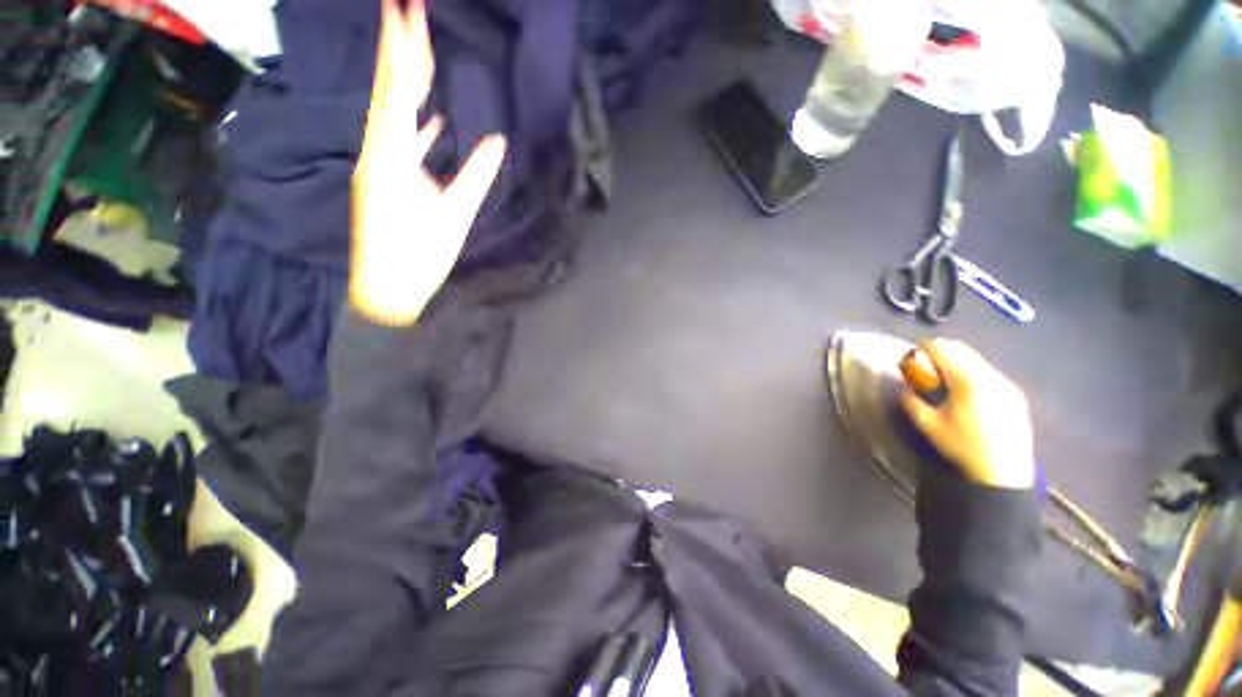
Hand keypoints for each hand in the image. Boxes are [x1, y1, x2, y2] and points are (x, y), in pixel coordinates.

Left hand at [349, 0, 506, 324]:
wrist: (388, 289)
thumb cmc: (421, 257)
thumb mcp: (454, 216)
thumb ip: (475, 176)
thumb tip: (498, 140)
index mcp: (392, 157)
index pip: (399, 92)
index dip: (404, 51)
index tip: (408, 10)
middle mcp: (377, 151)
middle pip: (387, 92)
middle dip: (396, 48)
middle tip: (403, 7)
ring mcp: (378, 164)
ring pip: (389, 112)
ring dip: (402, 79)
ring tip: (413, 48)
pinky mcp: (383, 178)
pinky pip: (396, 139)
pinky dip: (412, 123)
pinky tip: (427, 115)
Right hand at [900, 340, 1035, 489]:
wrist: (1003, 473)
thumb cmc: (962, 447)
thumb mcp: (927, 425)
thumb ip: (912, 401)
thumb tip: (906, 386)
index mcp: (969, 381)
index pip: (943, 349)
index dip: (923, 348)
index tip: (910, 356)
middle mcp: (991, 376)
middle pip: (962, 350)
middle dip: (939, 352)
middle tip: (924, 366)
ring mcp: (1007, 384)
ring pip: (977, 360)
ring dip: (957, 362)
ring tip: (943, 379)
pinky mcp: (1015, 394)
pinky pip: (988, 373)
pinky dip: (971, 373)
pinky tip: (965, 393)